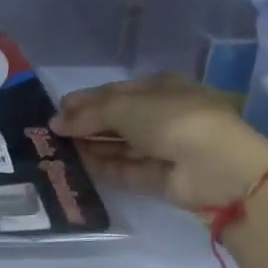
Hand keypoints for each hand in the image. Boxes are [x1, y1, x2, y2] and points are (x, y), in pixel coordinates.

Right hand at [50, 73, 267, 210]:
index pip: (117, 92)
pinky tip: (79, 166)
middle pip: (117, 120)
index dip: (87, 100)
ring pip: (121, 146)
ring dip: (92, 146)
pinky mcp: (161, 179)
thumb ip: (89, 113)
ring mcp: (163, 149)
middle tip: (52, 133)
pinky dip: (105, 167)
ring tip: (57, 150)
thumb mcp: (124, 106)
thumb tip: (57, 121)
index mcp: (161, 88)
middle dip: (87, 124)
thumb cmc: (172, 119)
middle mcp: (163, 116)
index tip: (57, 110)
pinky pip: (127, 170)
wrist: (215, 166)